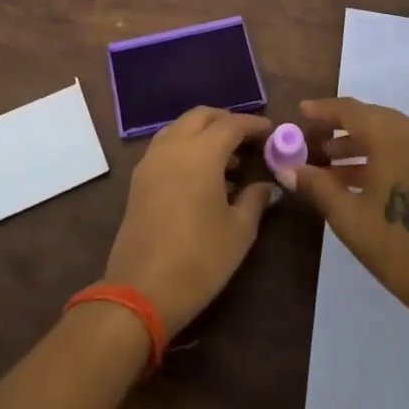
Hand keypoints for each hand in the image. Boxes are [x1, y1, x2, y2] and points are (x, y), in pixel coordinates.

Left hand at [102, 107, 276, 337]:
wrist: (141, 292)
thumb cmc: (199, 260)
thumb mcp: (239, 232)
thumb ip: (255, 200)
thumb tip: (267, 186)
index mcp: (201, 153)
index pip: (231, 124)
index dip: (252, 124)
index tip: (270, 131)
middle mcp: (173, 147)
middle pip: (201, 116)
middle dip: (226, 120)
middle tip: (247, 139)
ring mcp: (151, 160)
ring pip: (179, 127)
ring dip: (203, 131)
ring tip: (226, 158)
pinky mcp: (139, 178)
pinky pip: (165, 145)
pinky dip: (185, 145)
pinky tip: (199, 172)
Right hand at [284, 97, 408, 324]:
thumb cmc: (398, 247)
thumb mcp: (349, 217)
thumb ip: (317, 185)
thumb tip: (287, 168)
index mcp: (394, 137)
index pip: (351, 110)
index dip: (323, 110)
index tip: (300, 111)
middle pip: (371, 118)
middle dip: (340, 127)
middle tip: (311, 139)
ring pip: (388, 134)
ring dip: (359, 144)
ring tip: (328, 162)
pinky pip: (404, 149)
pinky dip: (380, 156)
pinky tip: (357, 178)